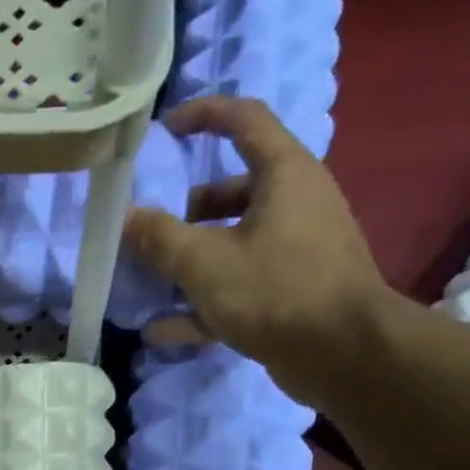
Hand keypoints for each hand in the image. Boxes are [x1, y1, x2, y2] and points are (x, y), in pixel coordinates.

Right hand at [123, 96, 392, 402]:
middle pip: (232, 192)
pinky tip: (162, 330)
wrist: (345, 354)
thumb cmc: (276, 291)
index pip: (244, 120)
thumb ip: (159, 238)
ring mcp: (296, 250)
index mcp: (284, 175)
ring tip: (149, 284)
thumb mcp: (205, 263)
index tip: (164, 130)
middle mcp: (295, 203)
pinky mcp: (292, 291)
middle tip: (150, 233)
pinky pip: (239, 285)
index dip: (204, 115)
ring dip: (190, 262)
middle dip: (186, 212)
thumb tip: (124, 217)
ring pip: (233, 242)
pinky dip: (203, 302)